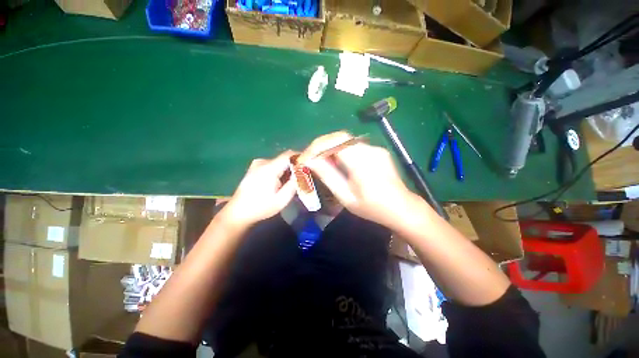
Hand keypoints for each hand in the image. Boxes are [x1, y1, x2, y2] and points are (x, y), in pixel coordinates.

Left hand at [222, 150, 296, 227]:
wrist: (238, 212)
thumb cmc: (261, 207)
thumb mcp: (282, 200)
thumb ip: (294, 184)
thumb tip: (303, 173)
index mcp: (269, 169)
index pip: (288, 155)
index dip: (300, 157)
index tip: (308, 165)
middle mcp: (262, 162)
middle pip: (284, 158)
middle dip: (294, 166)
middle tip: (300, 178)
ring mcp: (257, 164)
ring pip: (278, 162)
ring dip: (286, 170)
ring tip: (289, 183)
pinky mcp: (254, 167)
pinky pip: (272, 165)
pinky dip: (279, 171)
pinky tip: (278, 182)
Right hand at [304, 132, 417, 227]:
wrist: (403, 208)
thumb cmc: (373, 208)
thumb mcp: (346, 196)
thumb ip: (328, 176)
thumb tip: (310, 162)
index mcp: (362, 162)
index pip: (335, 142)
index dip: (316, 147)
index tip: (304, 159)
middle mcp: (370, 149)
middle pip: (340, 137)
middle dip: (321, 145)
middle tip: (309, 158)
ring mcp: (376, 148)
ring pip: (346, 140)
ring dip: (330, 147)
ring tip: (320, 161)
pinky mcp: (378, 151)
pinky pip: (354, 146)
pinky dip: (341, 151)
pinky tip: (337, 162)